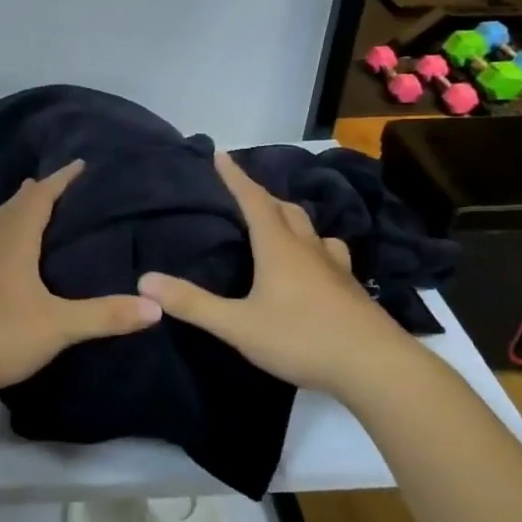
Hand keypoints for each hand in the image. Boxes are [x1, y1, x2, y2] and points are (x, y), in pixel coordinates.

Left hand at [0, 160, 161, 397]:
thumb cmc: (0, 333)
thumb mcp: (59, 326)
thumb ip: (105, 315)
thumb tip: (155, 306)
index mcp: (14, 245)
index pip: (38, 199)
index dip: (59, 180)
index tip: (79, 164)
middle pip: (14, 208)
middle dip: (36, 192)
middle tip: (58, 183)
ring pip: (1, 228)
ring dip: (20, 213)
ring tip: (38, 212)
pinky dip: (11, 239)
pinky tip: (17, 260)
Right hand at [137, 150, 405, 399]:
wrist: (376, 367)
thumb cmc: (302, 338)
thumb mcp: (238, 325)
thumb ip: (193, 304)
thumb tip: (145, 281)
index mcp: (278, 247)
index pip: (253, 200)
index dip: (235, 177)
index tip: (221, 154)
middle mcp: (308, 248)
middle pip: (285, 210)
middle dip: (262, 196)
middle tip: (243, 193)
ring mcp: (335, 268)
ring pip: (312, 231)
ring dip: (291, 220)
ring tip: (279, 225)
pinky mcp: (351, 290)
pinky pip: (329, 255)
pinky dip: (314, 248)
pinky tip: (315, 266)